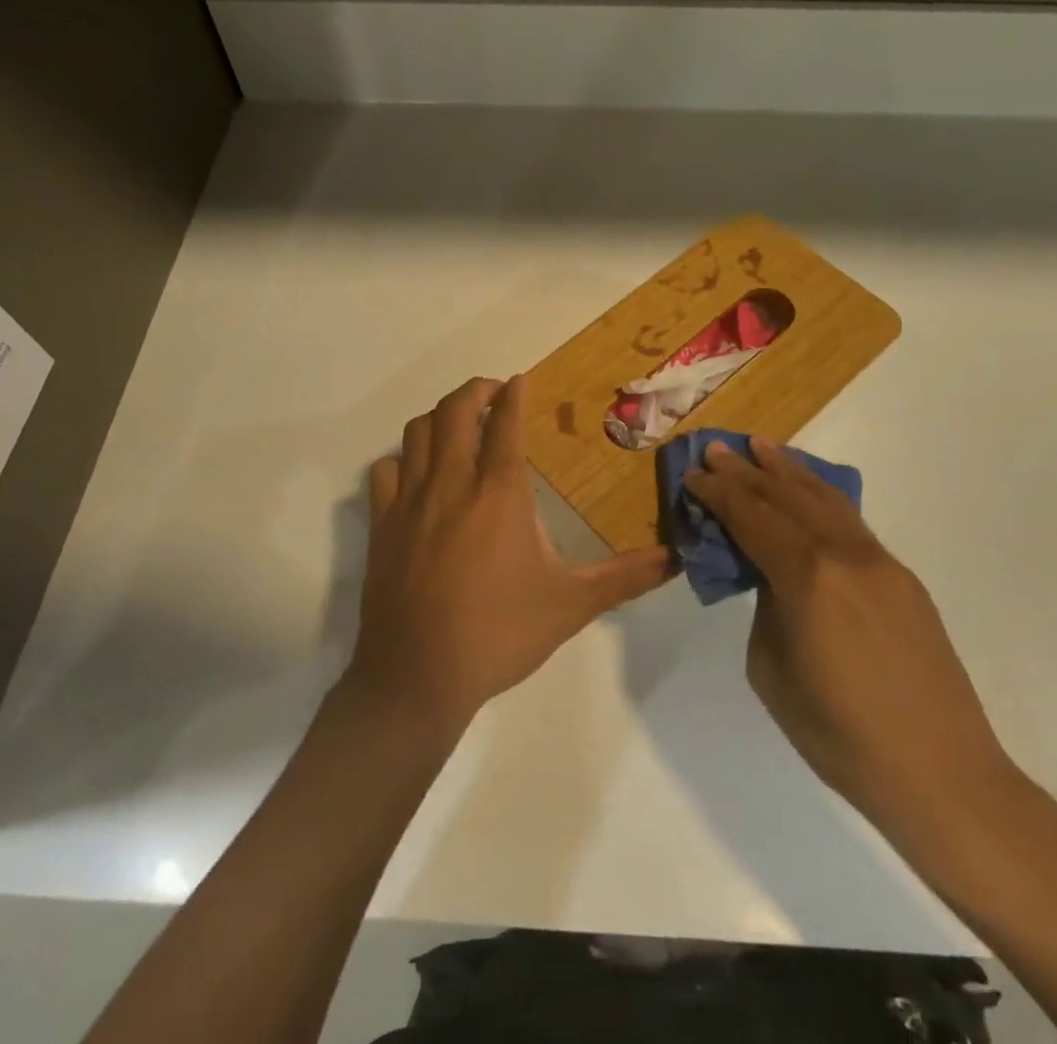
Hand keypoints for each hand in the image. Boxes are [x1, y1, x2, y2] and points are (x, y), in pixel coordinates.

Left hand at [345, 375, 671, 736]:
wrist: (419, 675)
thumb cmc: (500, 634)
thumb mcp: (571, 604)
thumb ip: (624, 577)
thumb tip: (675, 559)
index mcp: (499, 493)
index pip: (505, 424)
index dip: (514, 396)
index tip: (520, 381)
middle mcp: (452, 483)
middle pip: (455, 410)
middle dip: (475, 391)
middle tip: (492, 394)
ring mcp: (410, 501)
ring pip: (417, 432)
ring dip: (439, 417)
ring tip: (458, 424)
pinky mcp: (381, 525)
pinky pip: (385, 471)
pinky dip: (401, 460)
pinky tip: (415, 474)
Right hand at [684, 436, 1014, 830]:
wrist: (941, 775)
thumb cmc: (840, 736)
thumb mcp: (771, 670)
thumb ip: (767, 608)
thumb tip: (772, 578)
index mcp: (807, 578)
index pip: (752, 518)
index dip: (718, 493)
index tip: (693, 474)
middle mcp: (845, 555)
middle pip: (786, 497)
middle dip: (746, 470)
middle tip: (716, 449)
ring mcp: (881, 563)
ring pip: (825, 499)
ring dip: (788, 470)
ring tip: (761, 447)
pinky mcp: (903, 579)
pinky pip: (851, 522)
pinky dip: (821, 496)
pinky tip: (808, 491)